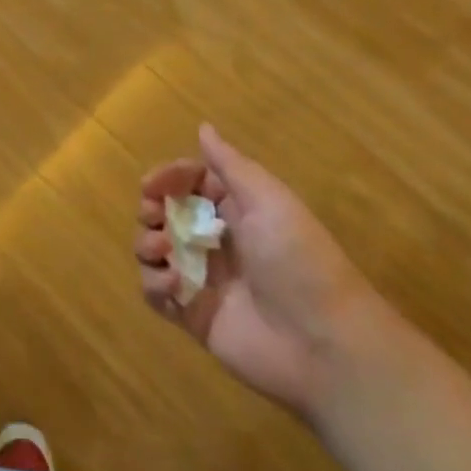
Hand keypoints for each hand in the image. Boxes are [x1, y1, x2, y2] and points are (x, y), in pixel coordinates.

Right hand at [136, 125, 386, 422]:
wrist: (323, 344)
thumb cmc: (296, 260)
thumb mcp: (268, 201)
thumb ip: (230, 165)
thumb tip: (203, 126)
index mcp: (237, 210)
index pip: (190, 182)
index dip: (168, 178)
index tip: (151, 185)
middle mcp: (216, 240)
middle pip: (165, 214)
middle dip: (150, 211)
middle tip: (153, 217)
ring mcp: (202, 278)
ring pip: (153, 250)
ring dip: (147, 245)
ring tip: (163, 252)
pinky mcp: (192, 314)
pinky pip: (155, 292)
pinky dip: (155, 284)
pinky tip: (173, 286)